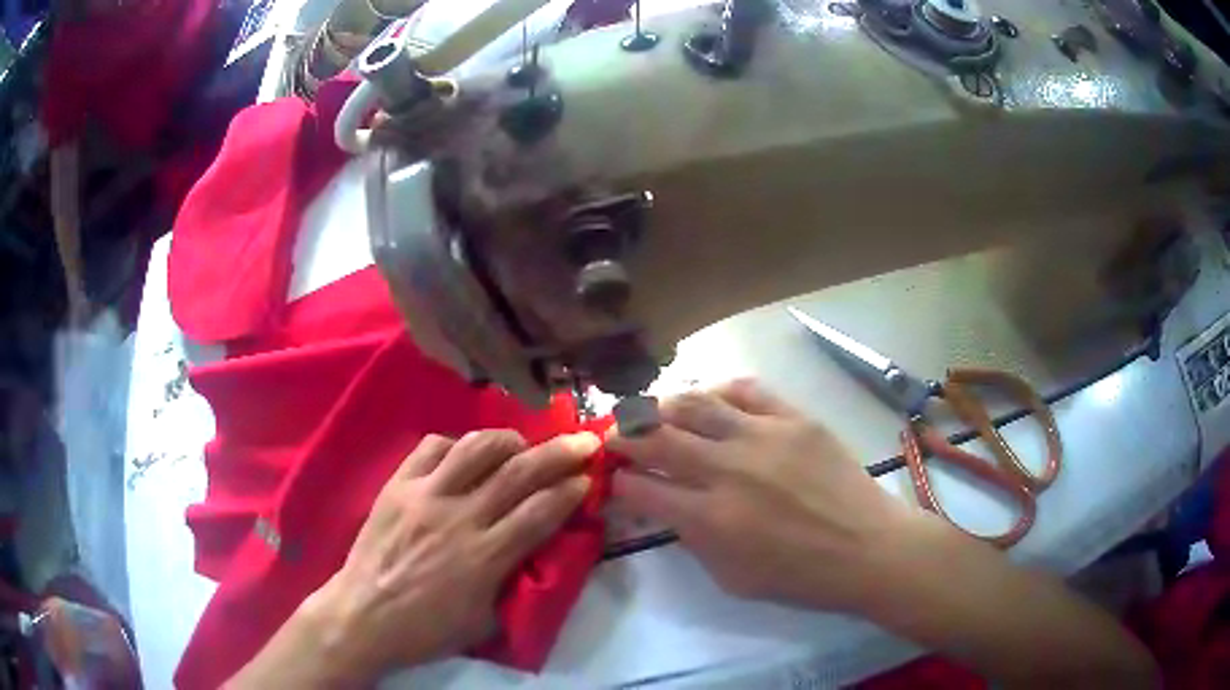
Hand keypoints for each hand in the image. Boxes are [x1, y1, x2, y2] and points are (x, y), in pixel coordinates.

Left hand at [306, 430, 599, 680]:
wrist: (364, 616)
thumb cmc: (427, 629)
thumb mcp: (484, 620)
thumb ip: (512, 581)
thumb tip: (534, 551)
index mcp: (485, 557)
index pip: (540, 512)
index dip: (570, 491)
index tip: (589, 478)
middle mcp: (459, 517)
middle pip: (518, 473)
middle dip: (558, 454)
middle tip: (583, 441)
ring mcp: (425, 495)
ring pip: (474, 448)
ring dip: (508, 440)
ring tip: (523, 443)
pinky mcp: (397, 485)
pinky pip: (430, 448)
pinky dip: (455, 444)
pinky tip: (464, 454)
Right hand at [608, 379, 917, 610]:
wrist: (866, 549)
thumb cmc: (799, 577)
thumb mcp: (732, 578)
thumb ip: (694, 540)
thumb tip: (671, 506)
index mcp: (709, 519)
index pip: (642, 488)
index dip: (619, 482)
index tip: (614, 480)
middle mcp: (727, 470)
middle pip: (657, 440)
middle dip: (625, 437)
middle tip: (616, 438)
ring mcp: (762, 437)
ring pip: (694, 405)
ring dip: (663, 407)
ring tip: (654, 412)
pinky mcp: (794, 418)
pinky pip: (746, 389)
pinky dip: (718, 390)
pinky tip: (708, 399)